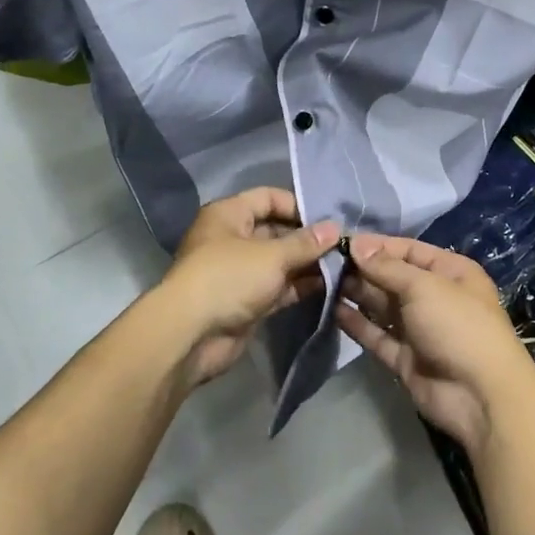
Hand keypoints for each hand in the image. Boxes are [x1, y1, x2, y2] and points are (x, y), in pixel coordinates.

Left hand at [151, 188, 339, 386]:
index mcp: (229, 215)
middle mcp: (233, 239)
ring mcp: (239, 272)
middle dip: (308, 238)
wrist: (191, 336)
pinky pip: (278, 286)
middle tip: (343, 244)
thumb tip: (336, 228)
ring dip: (307, 263)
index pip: (268, 198)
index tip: (329, 218)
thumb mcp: (272, 255)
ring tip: (343, 264)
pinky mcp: (247, 301)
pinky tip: (329, 285)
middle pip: (276, 230)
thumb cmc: (229, 278)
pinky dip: (299, 285)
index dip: (298, 205)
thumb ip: (306, 243)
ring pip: (279, 261)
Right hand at [337, 234, 534, 457]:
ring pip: (383, 306)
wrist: (480, 396)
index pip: (408, 250)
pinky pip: (378, 335)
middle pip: (393, 277)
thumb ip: (387, 267)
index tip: (341, 242)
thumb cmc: (457, 325)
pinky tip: (333, 311)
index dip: (377, 246)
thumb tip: (357, 244)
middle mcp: (435, 297)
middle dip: (363, 269)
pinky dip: (358, 324)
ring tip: (323, 282)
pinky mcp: (406, 359)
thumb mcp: (424, 286)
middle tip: (325, 263)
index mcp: (450, 272)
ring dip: (357, 294)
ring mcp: (420, 329)